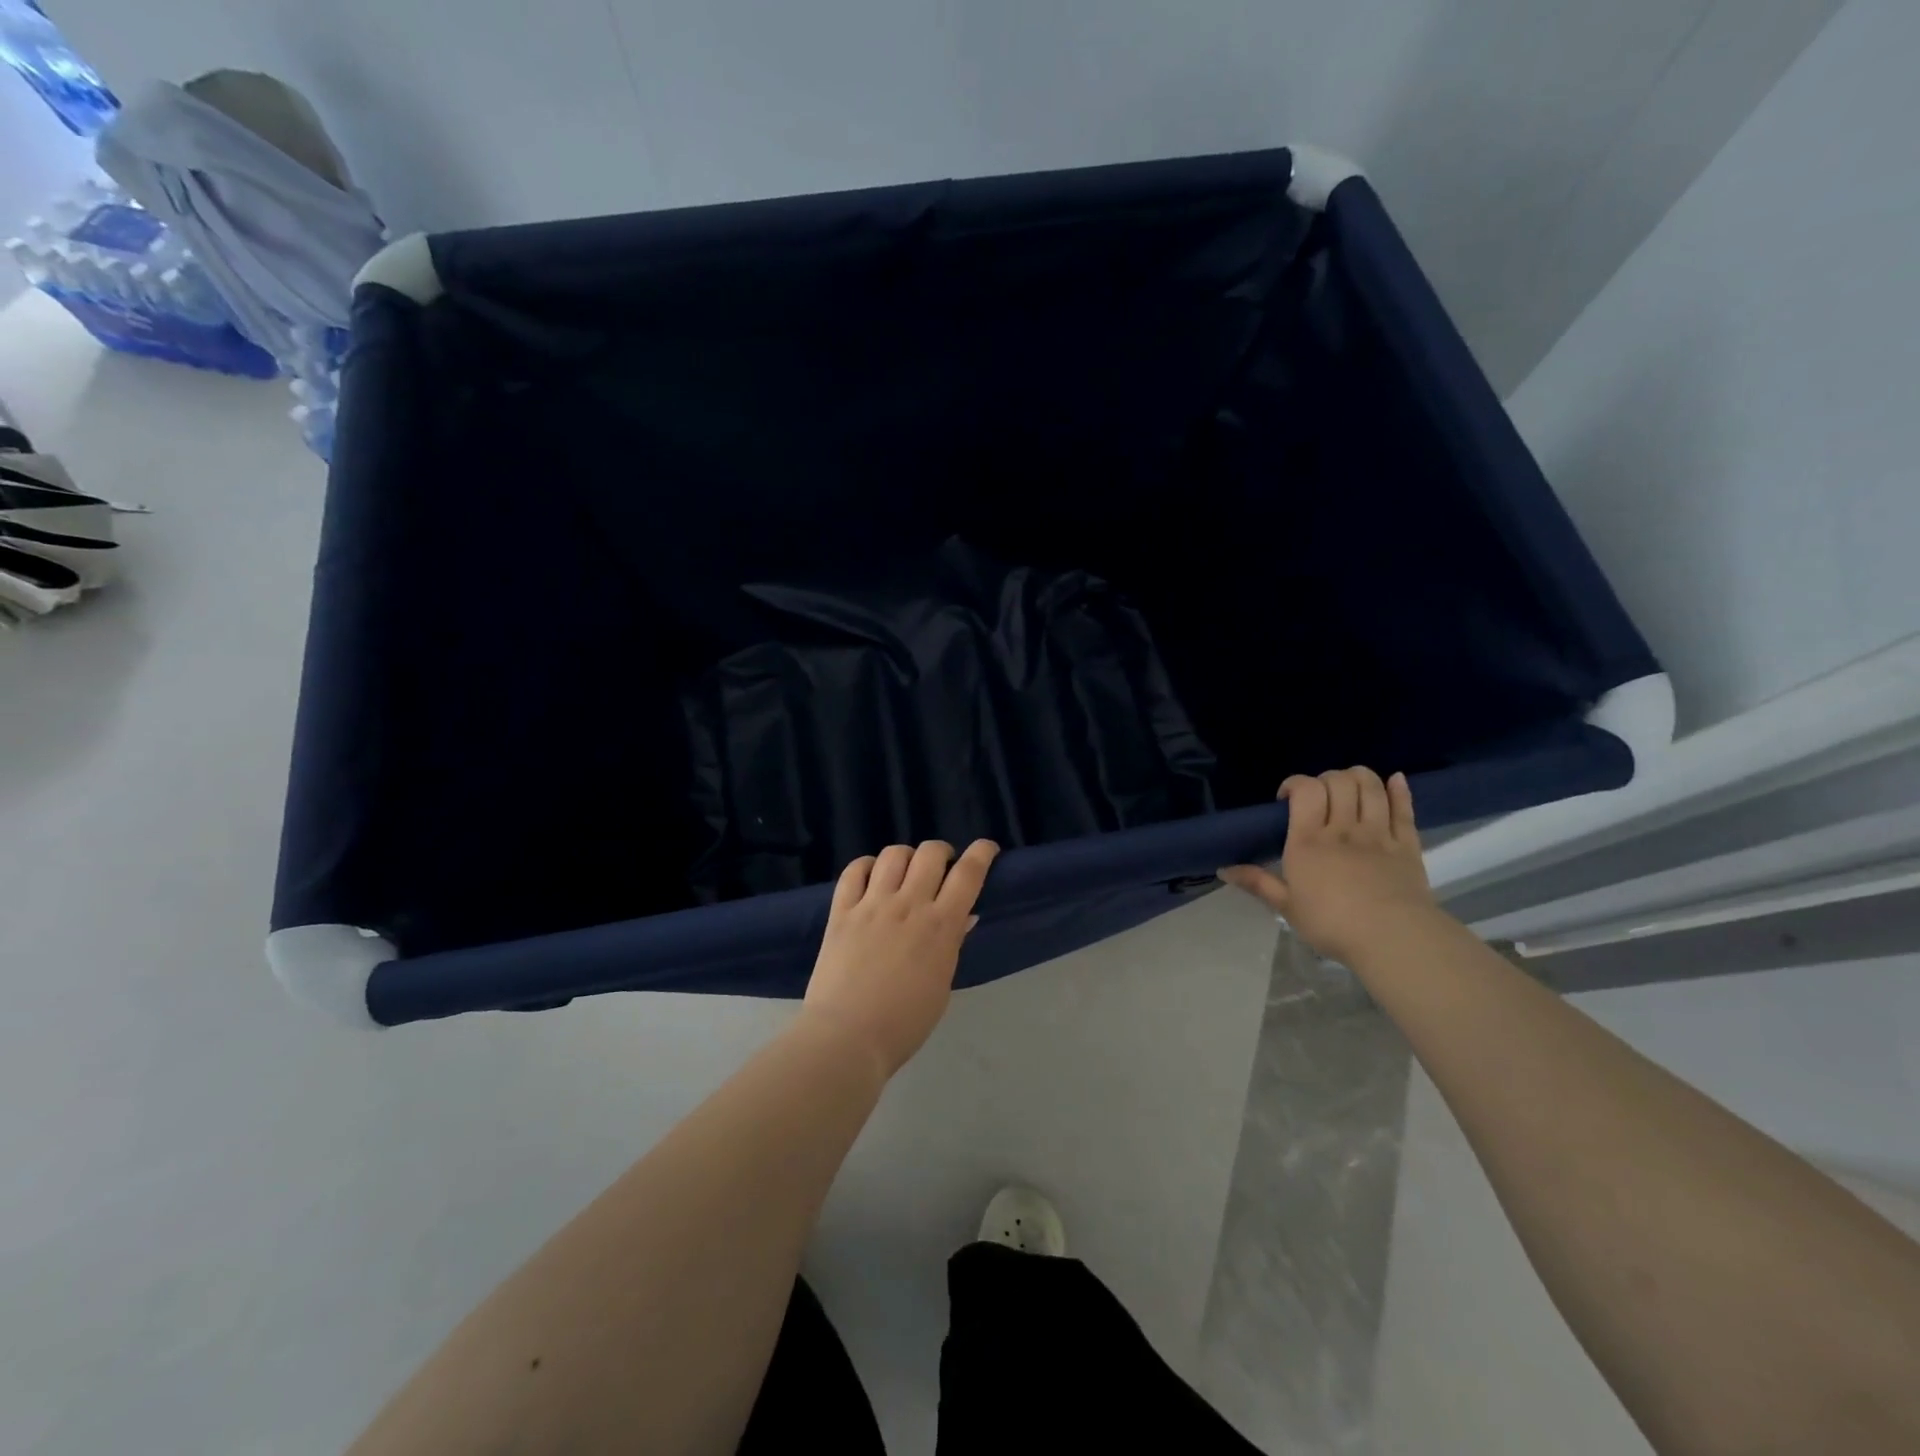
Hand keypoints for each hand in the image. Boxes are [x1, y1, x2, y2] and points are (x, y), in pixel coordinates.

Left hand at [801, 839, 999, 1077]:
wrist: (847, 1038)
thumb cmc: (904, 1023)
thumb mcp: (940, 986)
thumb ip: (951, 945)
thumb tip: (964, 917)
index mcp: (940, 926)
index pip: (969, 874)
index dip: (981, 853)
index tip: (986, 848)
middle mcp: (908, 905)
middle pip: (931, 853)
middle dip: (943, 852)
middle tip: (942, 868)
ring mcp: (872, 905)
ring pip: (893, 855)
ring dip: (906, 856)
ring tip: (905, 872)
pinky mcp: (841, 911)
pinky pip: (854, 871)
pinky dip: (867, 865)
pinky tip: (871, 876)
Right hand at [1219, 768, 1436, 963]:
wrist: (1392, 938)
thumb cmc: (1332, 924)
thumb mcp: (1286, 906)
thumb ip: (1257, 883)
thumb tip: (1222, 870)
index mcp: (1308, 840)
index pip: (1305, 789)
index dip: (1294, 783)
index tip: (1286, 800)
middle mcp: (1342, 828)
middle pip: (1339, 781)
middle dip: (1326, 779)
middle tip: (1319, 798)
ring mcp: (1378, 833)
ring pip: (1370, 786)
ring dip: (1359, 777)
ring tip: (1350, 789)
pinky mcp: (1407, 844)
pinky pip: (1404, 808)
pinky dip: (1398, 789)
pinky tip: (1395, 780)